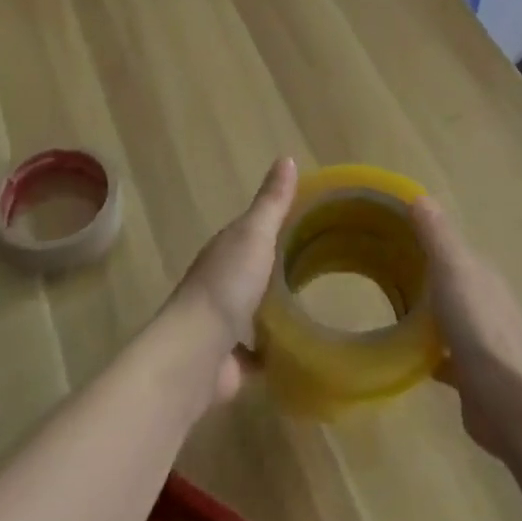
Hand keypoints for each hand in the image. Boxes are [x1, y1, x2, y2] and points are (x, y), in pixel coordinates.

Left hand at [173, 157, 297, 405]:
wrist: (196, 352)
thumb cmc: (226, 285)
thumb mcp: (255, 234)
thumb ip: (272, 202)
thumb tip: (287, 157)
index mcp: (226, 251)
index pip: (254, 231)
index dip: (281, 224)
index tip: (317, 222)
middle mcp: (222, 285)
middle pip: (256, 271)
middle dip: (282, 269)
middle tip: (326, 267)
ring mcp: (225, 325)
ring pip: (257, 312)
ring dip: (278, 311)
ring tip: (320, 308)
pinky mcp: (233, 363)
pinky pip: (260, 353)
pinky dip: (278, 351)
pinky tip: (304, 349)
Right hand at [409, 196, 521, 458]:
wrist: (509, 400)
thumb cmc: (480, 328)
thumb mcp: (454, 270)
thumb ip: (437, 236)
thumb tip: (420, 196)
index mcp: (481, 274)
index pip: (449, 246)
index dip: (421, 237)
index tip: (385, 232)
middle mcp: (483, 301)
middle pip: (447, 281)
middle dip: (419, 274)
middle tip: (376, 269)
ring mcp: (479, 339)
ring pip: (444, 317)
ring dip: (422, 313)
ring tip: (383, 309)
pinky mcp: (470, 375)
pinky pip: (441, 355)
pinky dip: (423, 352)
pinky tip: (399, 355)